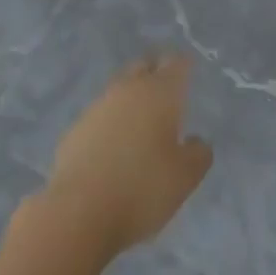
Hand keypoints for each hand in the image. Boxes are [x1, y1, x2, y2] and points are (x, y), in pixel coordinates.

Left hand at [40, 53, 212, 255]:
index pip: (176, 64)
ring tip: (140, 120)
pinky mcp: (77, 127)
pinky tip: (113, 144)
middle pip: (145, 66)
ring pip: (121, 88)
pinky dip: (111, 121)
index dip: (184, 66)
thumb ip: (198, 155)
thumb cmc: (141, 189)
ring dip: (132, 97)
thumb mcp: (184, 178)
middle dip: (156, 72)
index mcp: (160, 92)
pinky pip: (101, 114)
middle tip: (166, 90)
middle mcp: (129, 88)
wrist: (79, 210)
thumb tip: (197, 141)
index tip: (188, 71)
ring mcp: (99, 105)